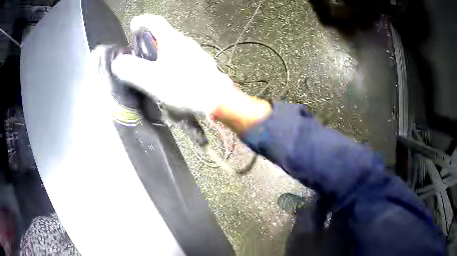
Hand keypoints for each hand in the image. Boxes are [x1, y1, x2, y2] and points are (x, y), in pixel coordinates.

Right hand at [111, 15, 236, 114]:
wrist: (216, 100)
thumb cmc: (183, 87)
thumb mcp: (152, 80)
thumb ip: (132, 70)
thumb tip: (118, 62)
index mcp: (172, 40)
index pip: (156, 22)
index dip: (143, 21)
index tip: (134, 25)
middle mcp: (185, 42)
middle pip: (164, 35)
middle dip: (150, 40)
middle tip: (140, 53)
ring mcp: (196, 52)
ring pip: (174, 47)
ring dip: (161, 52)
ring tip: (153, 67)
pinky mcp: (201, 64)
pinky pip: (182, 57)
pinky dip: (172, 61)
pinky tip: (171, 75)